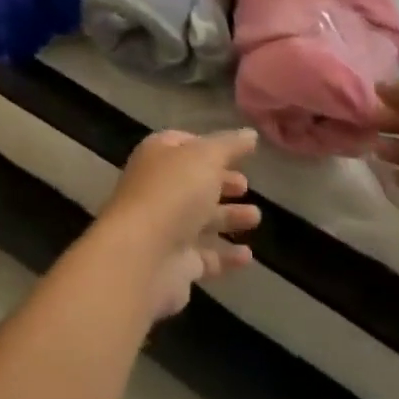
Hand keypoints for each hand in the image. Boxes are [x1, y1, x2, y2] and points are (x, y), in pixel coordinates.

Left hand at [98, 129, 259, 318]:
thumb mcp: (205, 157)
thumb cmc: (173, 192)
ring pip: (201, 219)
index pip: (183, 143)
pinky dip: (226, 255)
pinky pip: (205, 256)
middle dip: (221, 183)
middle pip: (193, 182)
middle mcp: (158, 188)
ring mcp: (165, 227)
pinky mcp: (175, 264)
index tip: (237, 152)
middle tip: (247, 185)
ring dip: (228, 217)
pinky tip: (248, 256)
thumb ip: (229, 145)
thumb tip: (250, 134)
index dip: (209, 146)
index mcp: (158, 155)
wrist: (143, 257)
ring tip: (256, 217)